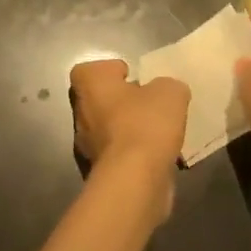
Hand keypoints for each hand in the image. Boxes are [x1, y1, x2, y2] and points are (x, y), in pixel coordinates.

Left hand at [69, 59, 189, 220]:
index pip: (91, 70)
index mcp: (90, 85)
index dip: (112, 71)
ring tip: (159, 134)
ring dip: (129, 130)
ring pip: (108, 130)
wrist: (134, 180)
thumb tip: (165, 92)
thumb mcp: (170, 92)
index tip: (133, 77)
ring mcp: (85, 145)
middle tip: (150, 106)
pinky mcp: (98, 172)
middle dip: (124, 102)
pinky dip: (133, 155)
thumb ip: (168, 86)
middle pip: (100, 100)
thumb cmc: (145, 124)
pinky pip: (118, 155)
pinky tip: (156, 157)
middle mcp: (81, 112)